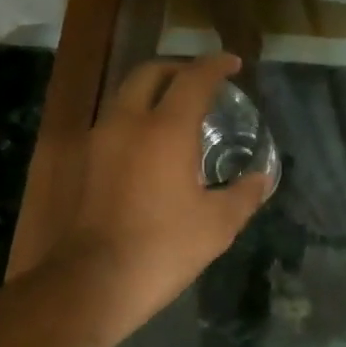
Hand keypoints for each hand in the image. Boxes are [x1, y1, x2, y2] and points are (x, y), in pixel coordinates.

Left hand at [64, 53, 269, 329]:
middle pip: (150, 74)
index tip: (232, 64)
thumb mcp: (218, 225)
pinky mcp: (83, 164)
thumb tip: (262, 178)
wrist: (94, 283)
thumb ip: (244, 194)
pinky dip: (136, 119)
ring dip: (153, 94)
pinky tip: (150, 148)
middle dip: (178, 70)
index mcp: (165, 130)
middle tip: (201, 83)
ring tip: (177, 114)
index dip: (215, 66)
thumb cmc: (164, 248)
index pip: (193, 79)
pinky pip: (113, 124)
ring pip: (125, 97)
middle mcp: (127, 123)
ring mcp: (98, 141)